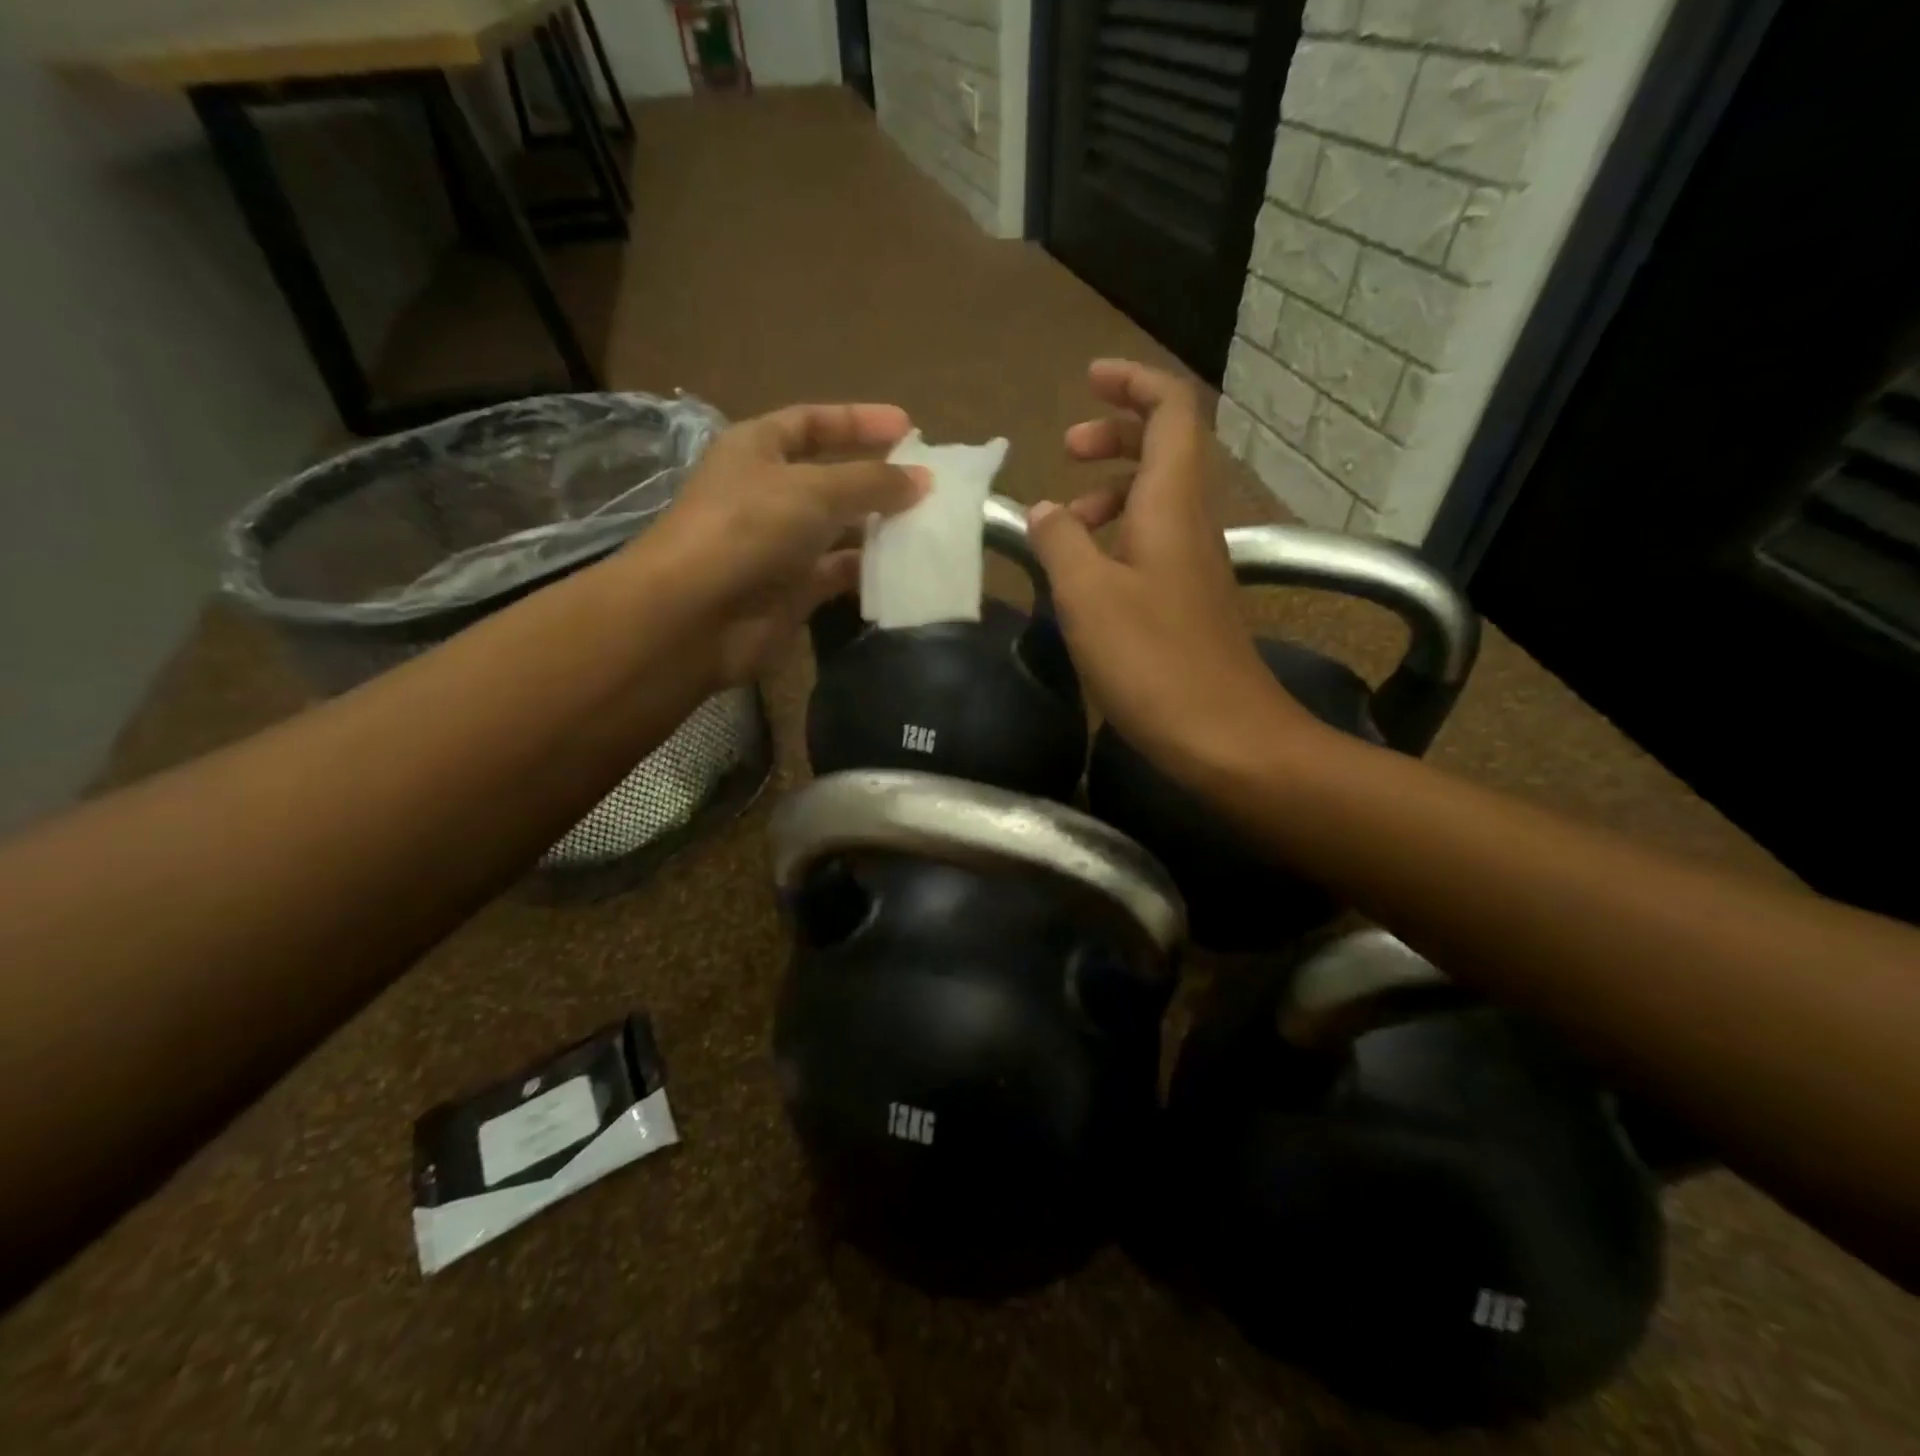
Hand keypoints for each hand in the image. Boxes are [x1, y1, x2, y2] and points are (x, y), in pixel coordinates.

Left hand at [637, 402, 927, 684]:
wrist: (697, 613)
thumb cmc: (749, 528)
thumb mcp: (815, 489)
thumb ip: (872, 481)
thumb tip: (923, 480)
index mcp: (758, 449)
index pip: (813, 422)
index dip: (859, 420)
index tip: (909, 427)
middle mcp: (769, 492)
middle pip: (831, 477)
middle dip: (877, 478)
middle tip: (928, 484)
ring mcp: (780, 544)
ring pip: (839, 528)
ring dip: (879, 527)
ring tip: (928, 525)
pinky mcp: (792, 590)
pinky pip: (839, 572)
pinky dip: (868, 570)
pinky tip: (905, 567)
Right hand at [1027, 360, 1314, 770]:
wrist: (1226, 735)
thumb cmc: (1154, 661)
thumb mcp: (1088, 596)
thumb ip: (1060, 542)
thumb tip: (1044, 512)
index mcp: (1172, 502)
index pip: (1172, 409)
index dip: (1134, 383)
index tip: (1089, 380)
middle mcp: (1192, 521)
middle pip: (1166, 447)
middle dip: (1116, 435)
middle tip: (1066, 450)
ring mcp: (1195, 562)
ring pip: (1157, 498)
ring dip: (1110, 494)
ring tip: (1063, 526)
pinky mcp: (1190, 600)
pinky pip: (1155, 542)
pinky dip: (1118, 537)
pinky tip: (1086, 576)